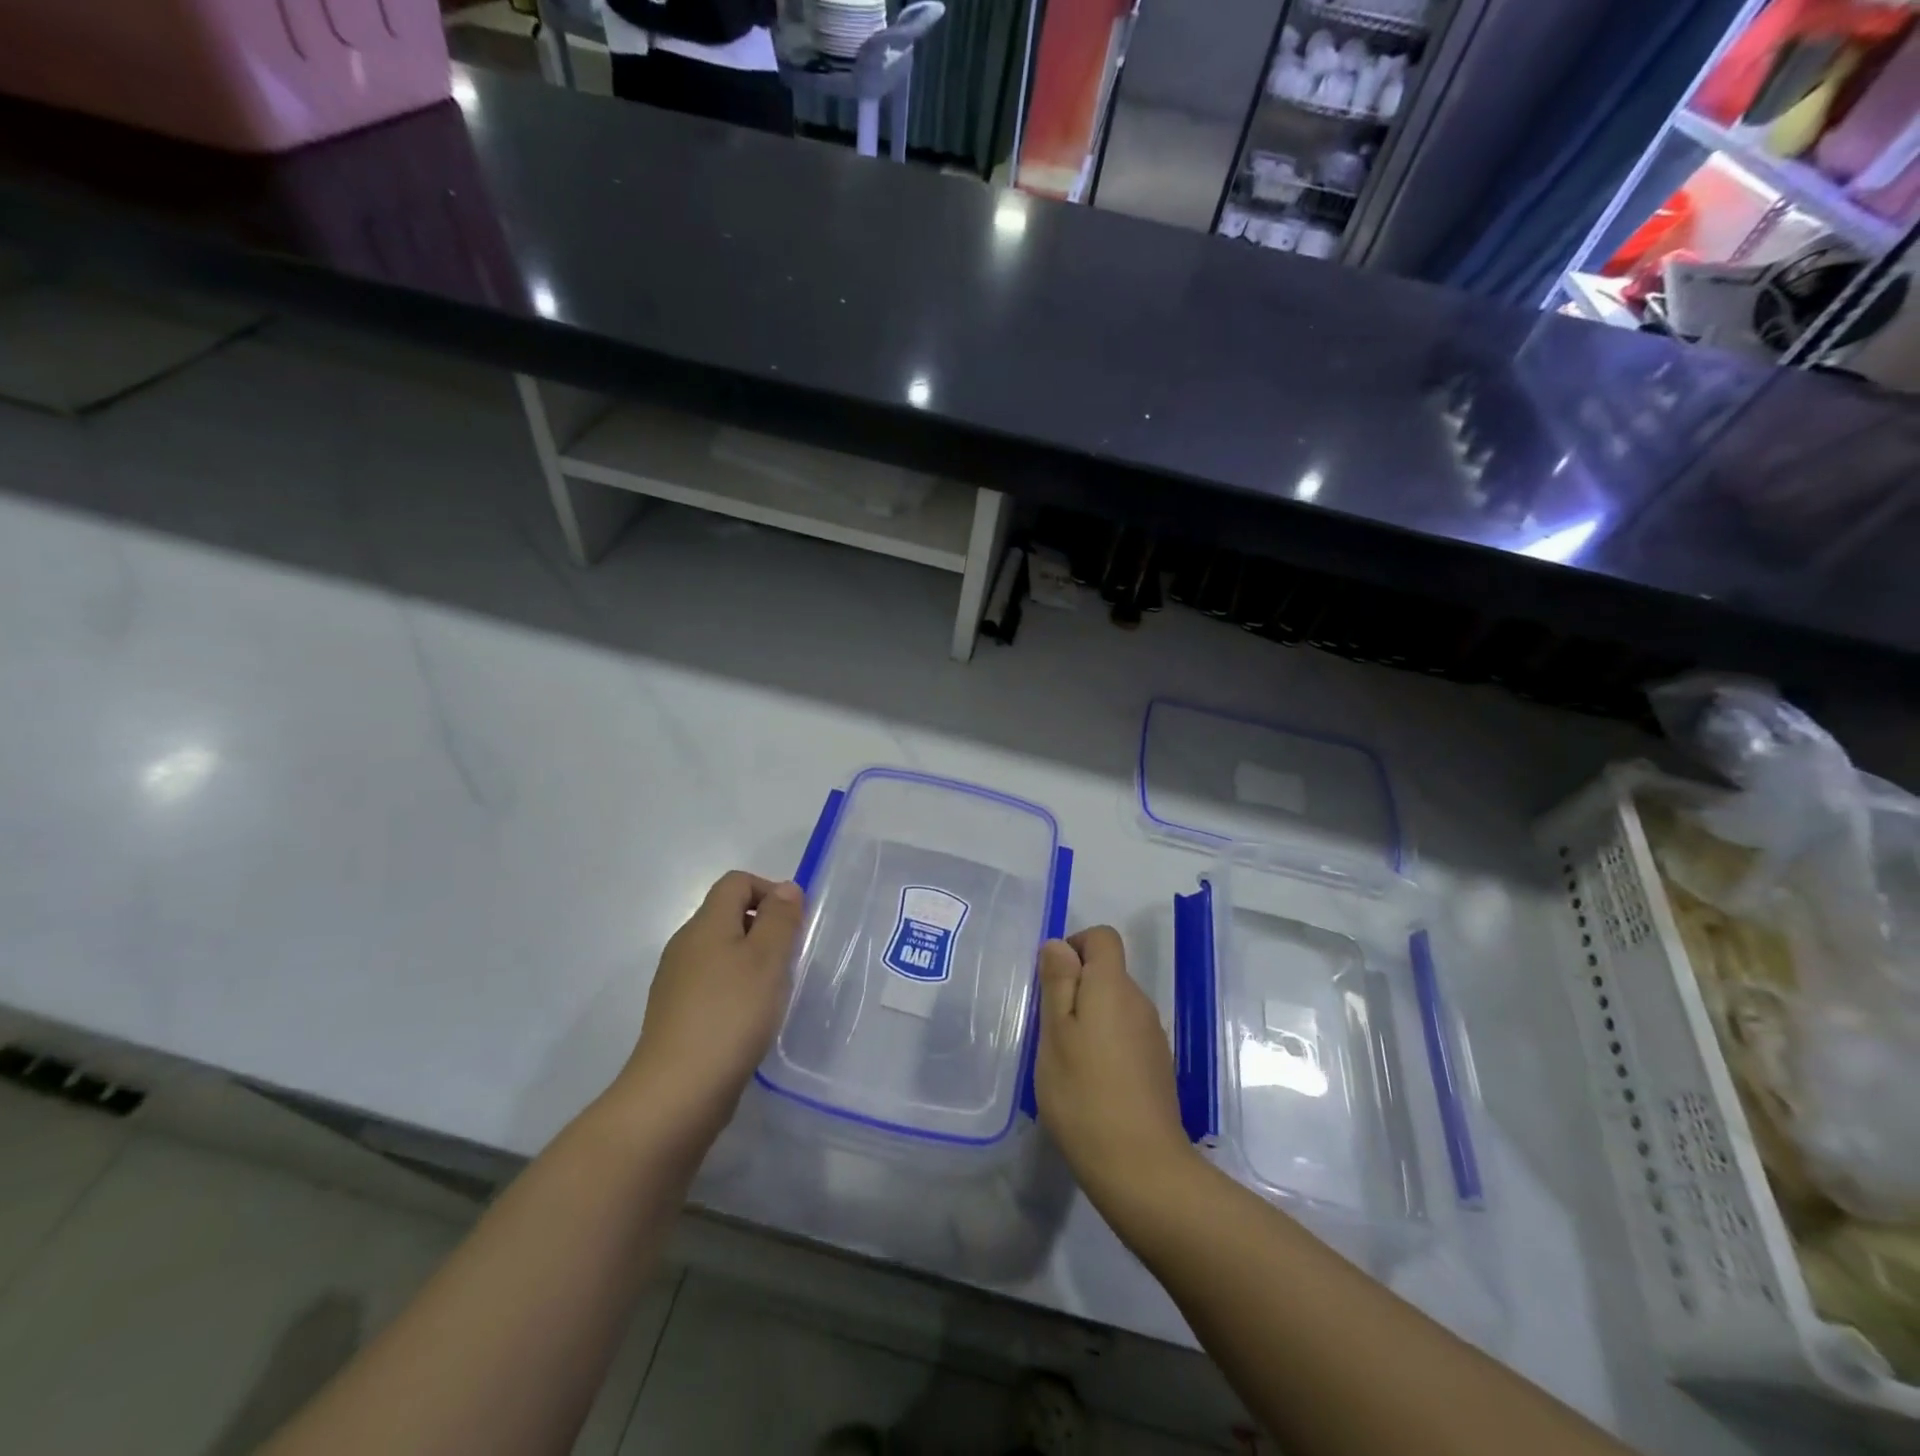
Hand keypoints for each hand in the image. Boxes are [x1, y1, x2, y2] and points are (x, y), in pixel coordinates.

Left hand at [610, 871, 804, 1140]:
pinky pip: (712, 984)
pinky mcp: (676, 1014)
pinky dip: (736, 989)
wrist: (677, 1092)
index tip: (794, 924)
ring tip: (774, 992)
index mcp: (705, 924)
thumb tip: (785, 888)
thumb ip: (780, 919)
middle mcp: (685, 945)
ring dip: (752, 961)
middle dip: (764, 928)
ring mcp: (676, 981)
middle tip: (789, 960)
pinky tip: (750, 1020)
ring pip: (721, 951)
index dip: (769, 891)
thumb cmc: (730, 1015)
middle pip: (727, 915)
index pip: (736, 882)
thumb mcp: (767, 959)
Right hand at [1035, 927, 1197, 1218]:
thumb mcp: (1055, 1034)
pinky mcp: (1157, 1066)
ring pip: (1115, 1006)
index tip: (1051, 980)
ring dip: (1090, 1018)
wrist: (1141, 1167)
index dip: (1075, 945)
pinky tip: (1090, 1082)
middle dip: (1076, 987)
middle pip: (1108, 972)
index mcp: (1113, 987)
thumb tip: (1059, 944)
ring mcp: (1153, 1036)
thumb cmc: (1084, 1093)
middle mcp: (1139, 1002)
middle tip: (1049, 1028)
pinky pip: (1126, 1035)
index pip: (1102, 937)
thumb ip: (1058, 983)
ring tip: (1066, 1059)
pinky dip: (1105, 1044)